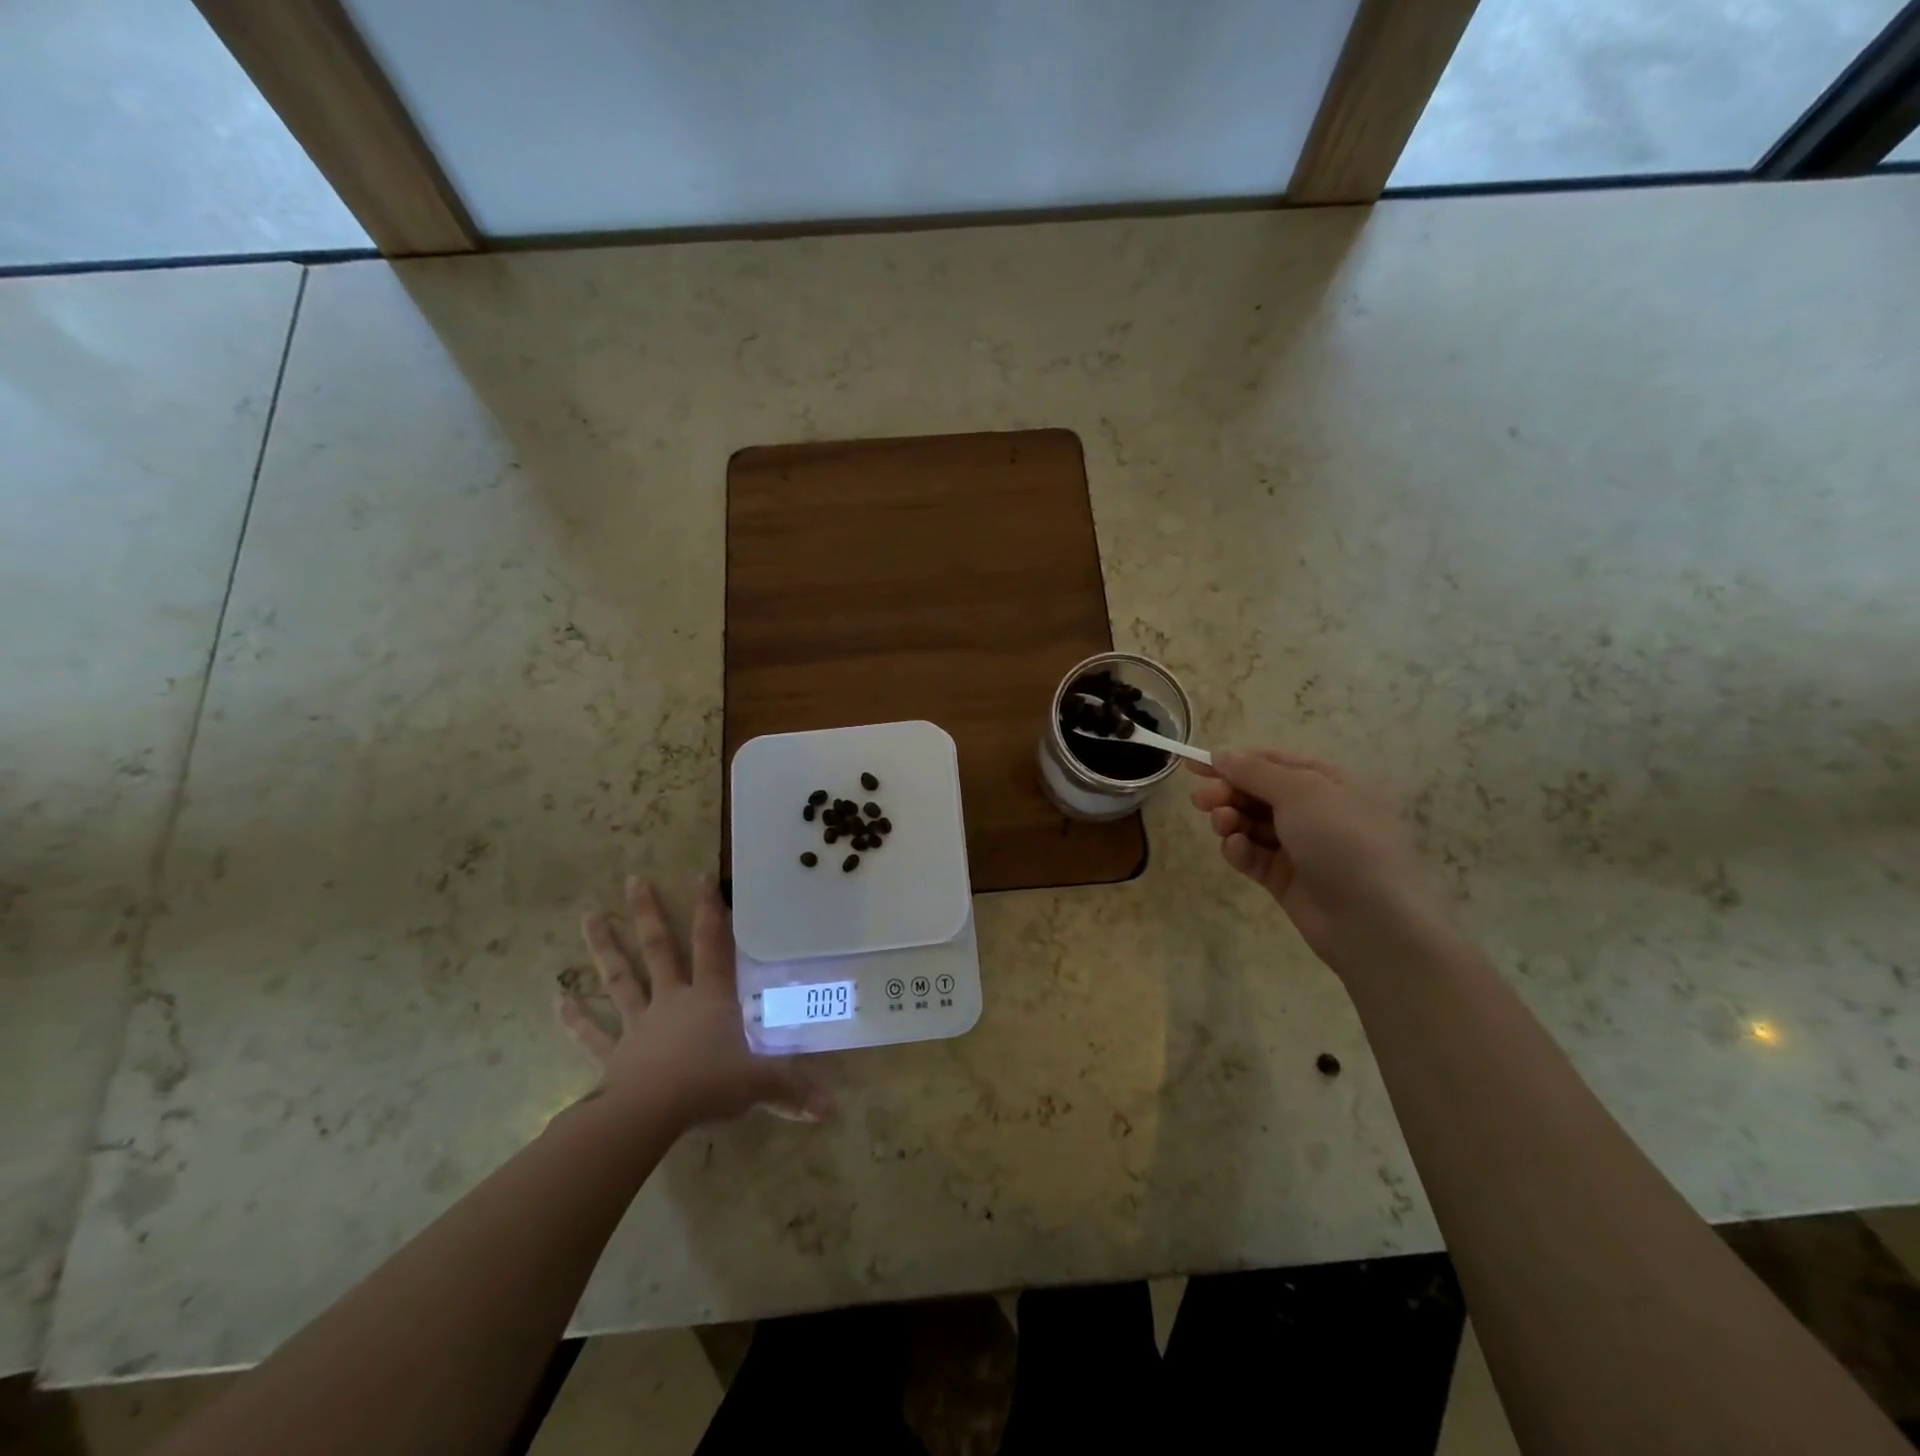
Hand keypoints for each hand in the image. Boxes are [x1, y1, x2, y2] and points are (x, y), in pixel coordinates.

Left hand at [559, 876, 830, 1130]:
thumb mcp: (758, 1085)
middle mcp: (672, 1001)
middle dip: (647, 914)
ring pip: (621, 979)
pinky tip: (558, 1000)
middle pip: (659, 949)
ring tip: (589, 917)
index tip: (700, 875)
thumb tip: (831, 1108)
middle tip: (632, 880)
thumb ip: (792, 1090)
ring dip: (605, 949)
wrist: (649, 1116)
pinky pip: (593, 1034)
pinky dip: (575, 1018)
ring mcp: (639, 1025)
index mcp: (710, 998)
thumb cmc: (708, 1086)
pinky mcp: (614, 1054)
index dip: (709, 910)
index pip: (713, 945)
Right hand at [1189, 748, 1446, 969]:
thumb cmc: (1342, 840)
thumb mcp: (1300, 792)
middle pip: (1258, 793)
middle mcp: (1315, 811)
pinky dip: (1240, 850)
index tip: (1193, 765)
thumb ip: (1255, 772)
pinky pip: (1254, 856)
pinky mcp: (1286, 879)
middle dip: (1227, 793)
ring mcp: (1300, 847)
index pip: (1272, 762)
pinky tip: (1235, 849)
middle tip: (1200, 801)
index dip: (1232, 760)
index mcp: (1327, 782)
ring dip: (1231, 821)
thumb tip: (1221, 753)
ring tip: (1222, 826)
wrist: (1372, 920)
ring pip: (1252, 824)